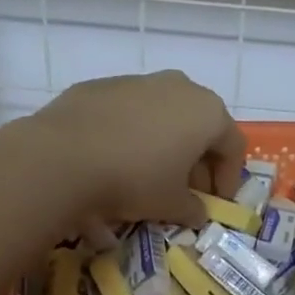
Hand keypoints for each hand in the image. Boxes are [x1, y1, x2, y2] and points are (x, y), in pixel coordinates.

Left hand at [25, 71, 246, 226]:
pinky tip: (116, 158)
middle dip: (198, 160)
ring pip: (164, 114)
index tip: (217, 202)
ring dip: (165, 143)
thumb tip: (197, 213)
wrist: (63, 156)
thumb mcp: (170, 204)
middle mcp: (179, 87)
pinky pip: (130, 111)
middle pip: (200, 126)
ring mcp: (139, 81)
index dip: (229, 178)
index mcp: (207, 112)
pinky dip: (133, 133)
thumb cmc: (134, 180)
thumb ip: (193, 209)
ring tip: (151, 173)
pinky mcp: (102, 85)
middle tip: (187, 190)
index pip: (232, 146)